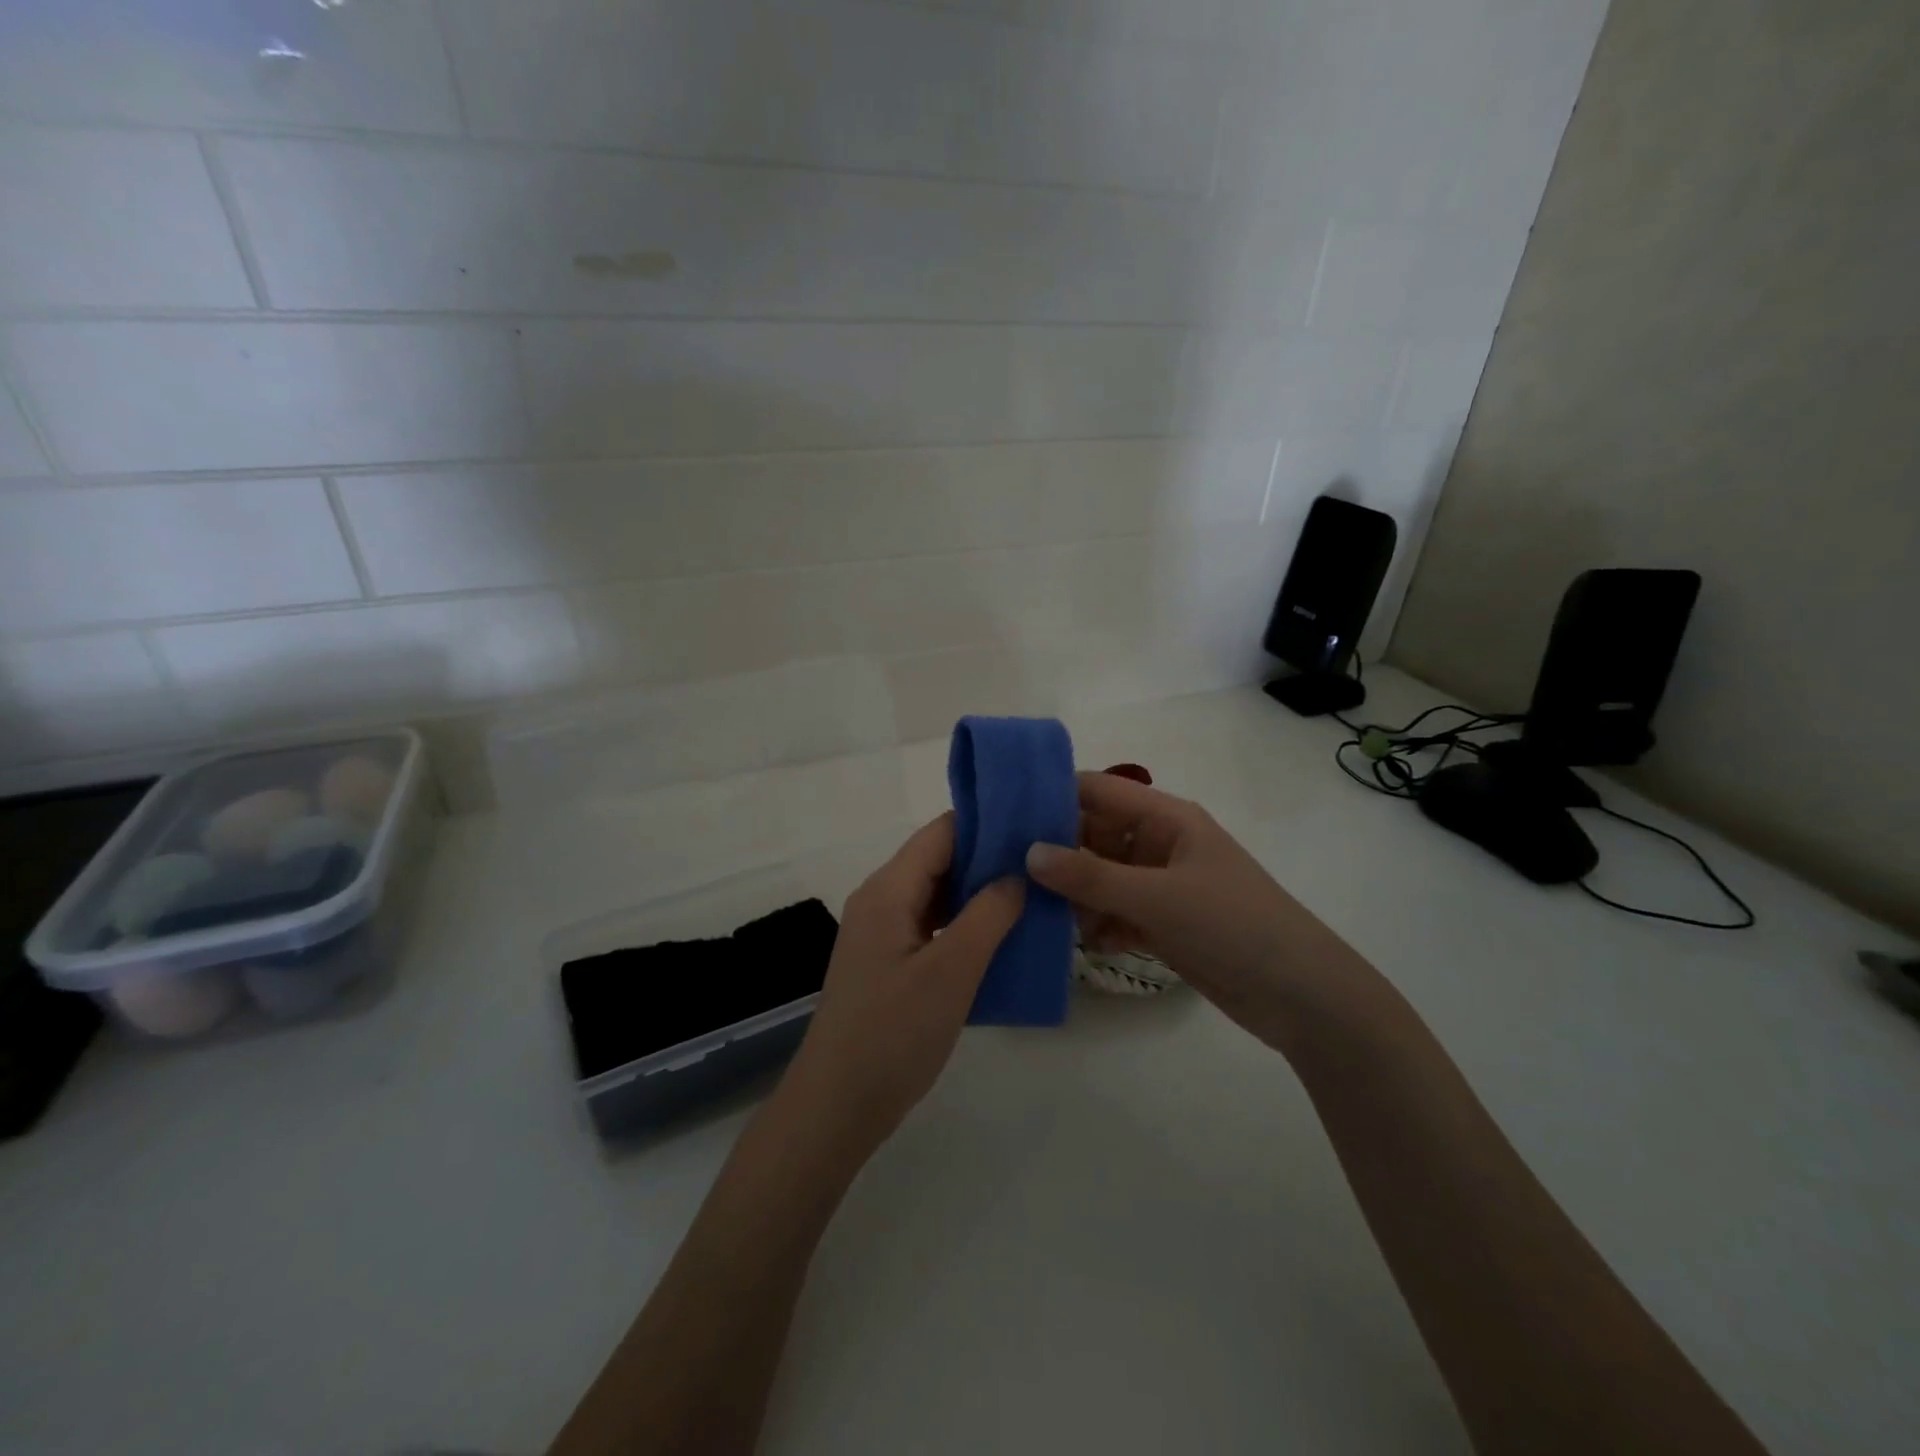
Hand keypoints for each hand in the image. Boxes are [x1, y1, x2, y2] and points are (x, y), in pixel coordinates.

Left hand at [783, 814, 1024, 1154]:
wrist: (837, 1105)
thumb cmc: (894, 1033)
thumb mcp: (952, 971)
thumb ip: (988, 915)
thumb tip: (1017, 874)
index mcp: (888, 890)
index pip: (940, 833)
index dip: (986, 824)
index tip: (1033, 825)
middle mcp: (880, 900)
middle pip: (938, 861)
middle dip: (988, 859)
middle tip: (1043, 864)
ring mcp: (881, 933)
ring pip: (936, 895)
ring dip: (978, 895)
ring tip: (1032, 896)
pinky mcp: (887, 963)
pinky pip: (931, 927)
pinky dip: (964, 925)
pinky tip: (1000, 939)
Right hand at [1025, 773, 1369, 1049]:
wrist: (1301, 996)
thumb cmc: (1232, 925)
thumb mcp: (1157, 897)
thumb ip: (1090, 876)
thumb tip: (1029, 853)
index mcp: (1166, 818)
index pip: (1098, 791)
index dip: (1053, 795)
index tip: (1004, 812)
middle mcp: (1160, 844)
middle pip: (1095, 834)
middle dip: (1056, 851)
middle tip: (1006, 870)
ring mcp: (1162, 885)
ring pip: (1101, 876)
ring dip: (1074, 893)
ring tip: (1036, 911)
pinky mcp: (1164, 922)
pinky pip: (1116, 911)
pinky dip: (1097, 923)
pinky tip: (1080, 941)